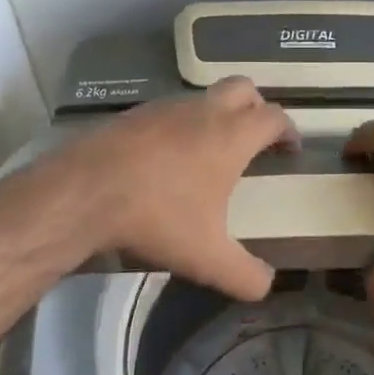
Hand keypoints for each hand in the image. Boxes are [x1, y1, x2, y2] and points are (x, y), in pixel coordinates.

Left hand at [20, 77, 297, 299]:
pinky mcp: (135, 113)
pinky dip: (181, 126)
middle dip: (256, 108)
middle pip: (244, 88)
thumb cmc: (157, 216)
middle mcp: (204, 111)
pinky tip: (167, 159)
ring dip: (216, 115)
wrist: (84, 192)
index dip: (288, 130)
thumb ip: (245, 275)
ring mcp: (167, 107)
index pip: (274, 117)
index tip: (290, 149)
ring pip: (204, 97)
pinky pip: (171, 110)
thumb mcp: (207, 258)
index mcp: (231, 136)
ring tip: (209, 153)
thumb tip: (266, 285)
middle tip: (255, 139)